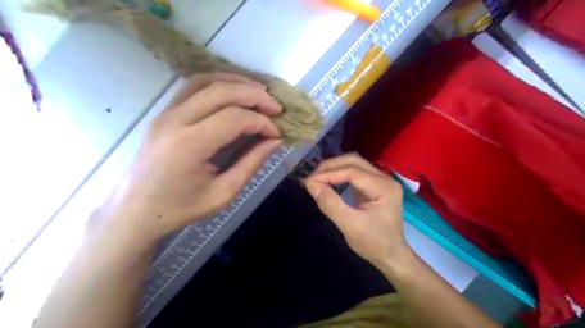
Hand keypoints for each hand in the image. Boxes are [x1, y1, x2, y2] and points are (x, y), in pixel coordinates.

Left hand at [91, 73, 283, 246]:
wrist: (136, 211)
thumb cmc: (180, 208)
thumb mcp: (223, 194)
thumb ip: (251, 164)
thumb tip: (275, 141)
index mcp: (189, 145)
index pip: (234, 118)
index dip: (261, 122)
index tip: (277, 133)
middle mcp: (175, 121)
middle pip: (221, 92)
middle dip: (255, 95)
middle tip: (276, 107)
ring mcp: (166, 112)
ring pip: (205, 81)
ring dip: (237, 82)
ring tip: (259, 93)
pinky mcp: (164, 112)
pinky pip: (193, 86)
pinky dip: (218, 83)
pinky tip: (234, 92)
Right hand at [304, 155, 407, 266]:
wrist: (391, 256)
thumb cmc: (373, 243)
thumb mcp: (350, 226)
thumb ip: (330, 204)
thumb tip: (311, 185)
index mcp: (384, 187)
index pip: (352, 171)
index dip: (329, 173)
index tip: (309, 181)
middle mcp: (385, 178)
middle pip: (354, 161)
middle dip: (331, 166)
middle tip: (313, 177)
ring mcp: (381, 181)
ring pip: (354, 164)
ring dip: (334, 168)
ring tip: (318, 177)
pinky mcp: (375, 185)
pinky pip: (355, 172)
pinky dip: (339, 174)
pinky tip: (329, 180)